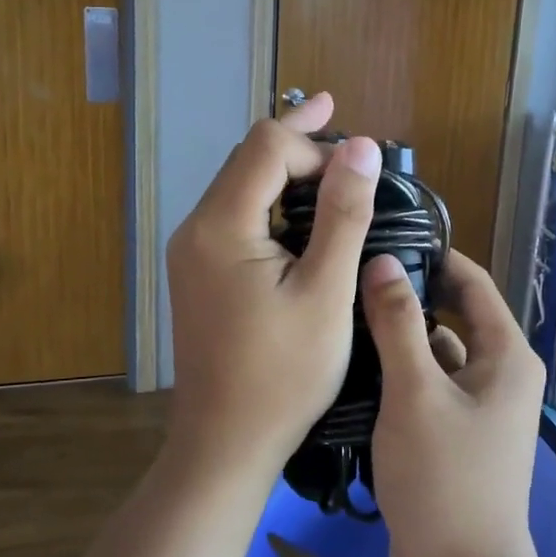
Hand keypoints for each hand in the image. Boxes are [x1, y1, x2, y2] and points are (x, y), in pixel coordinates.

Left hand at [166, 92, 381, 478]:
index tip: (357, 174)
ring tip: (326, 150)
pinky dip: (270, 198)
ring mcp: (193, 250)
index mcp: (221, 225)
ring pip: (240, 184)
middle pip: (248, 157)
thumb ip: (343, 214)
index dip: (315, 147)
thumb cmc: (283, 374)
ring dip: (283, 166)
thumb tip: (362, 146)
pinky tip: (299, 203)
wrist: (225, 444)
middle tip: (336, 112)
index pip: (267, 147)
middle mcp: (196, 227)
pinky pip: (236, 214)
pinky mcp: (200, 270)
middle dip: (296, 138)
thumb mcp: (326, 292)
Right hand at [362, 249, 548, 556]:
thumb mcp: (415, 392)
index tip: (386, 236)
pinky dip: (401, 371)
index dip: (435, 256)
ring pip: (437, 351)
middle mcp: (501, 374)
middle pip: (454, 315)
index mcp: (506, 355)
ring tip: (348, 313)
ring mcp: (479, 406)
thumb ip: (397, 322)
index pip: (473, 283)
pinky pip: (428, 384)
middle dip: (411, 293)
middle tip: (356, 274)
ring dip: (401, 334)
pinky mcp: (456, 432)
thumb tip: (383, 260)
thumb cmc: (444, 477)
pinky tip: (358, 365)